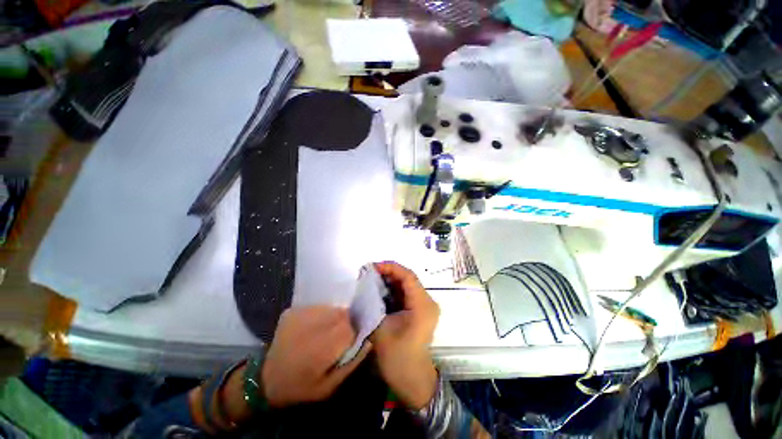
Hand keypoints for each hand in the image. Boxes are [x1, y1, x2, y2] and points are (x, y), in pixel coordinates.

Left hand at [262, 306, 369, 407]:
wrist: (265, 380)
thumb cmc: (301, 387)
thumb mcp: (330, 386)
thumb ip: (352, 363)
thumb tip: (368, 341)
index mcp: (323, 346)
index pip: (350, 327)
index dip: (352, 333)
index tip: (347, 342)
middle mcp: (313, 325)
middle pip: (342, 314)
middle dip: (344, 323)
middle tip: (336, 337)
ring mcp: (300, 315)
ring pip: (330, 308)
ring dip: (333, 317)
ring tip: (324, 331)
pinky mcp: (292, 311)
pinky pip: (316, 307)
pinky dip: (320, 314)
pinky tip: (313, 327)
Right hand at [370, 262, 439, 409]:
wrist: (412, 380)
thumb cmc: (398, 358)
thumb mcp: (381, 330)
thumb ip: (373, 305)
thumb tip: (364, 287)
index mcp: (422, 305)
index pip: (408, 276)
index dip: (390, 268)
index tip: (373, 267)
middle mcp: (427, 301)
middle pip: (408, 278)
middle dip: (388, 273)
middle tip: (369, 273)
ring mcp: (425, 306)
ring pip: (407, 285)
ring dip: (390, 281)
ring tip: (372, 279)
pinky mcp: (420, 311)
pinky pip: (406, 294)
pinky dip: (393, 290)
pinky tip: (379, 291)